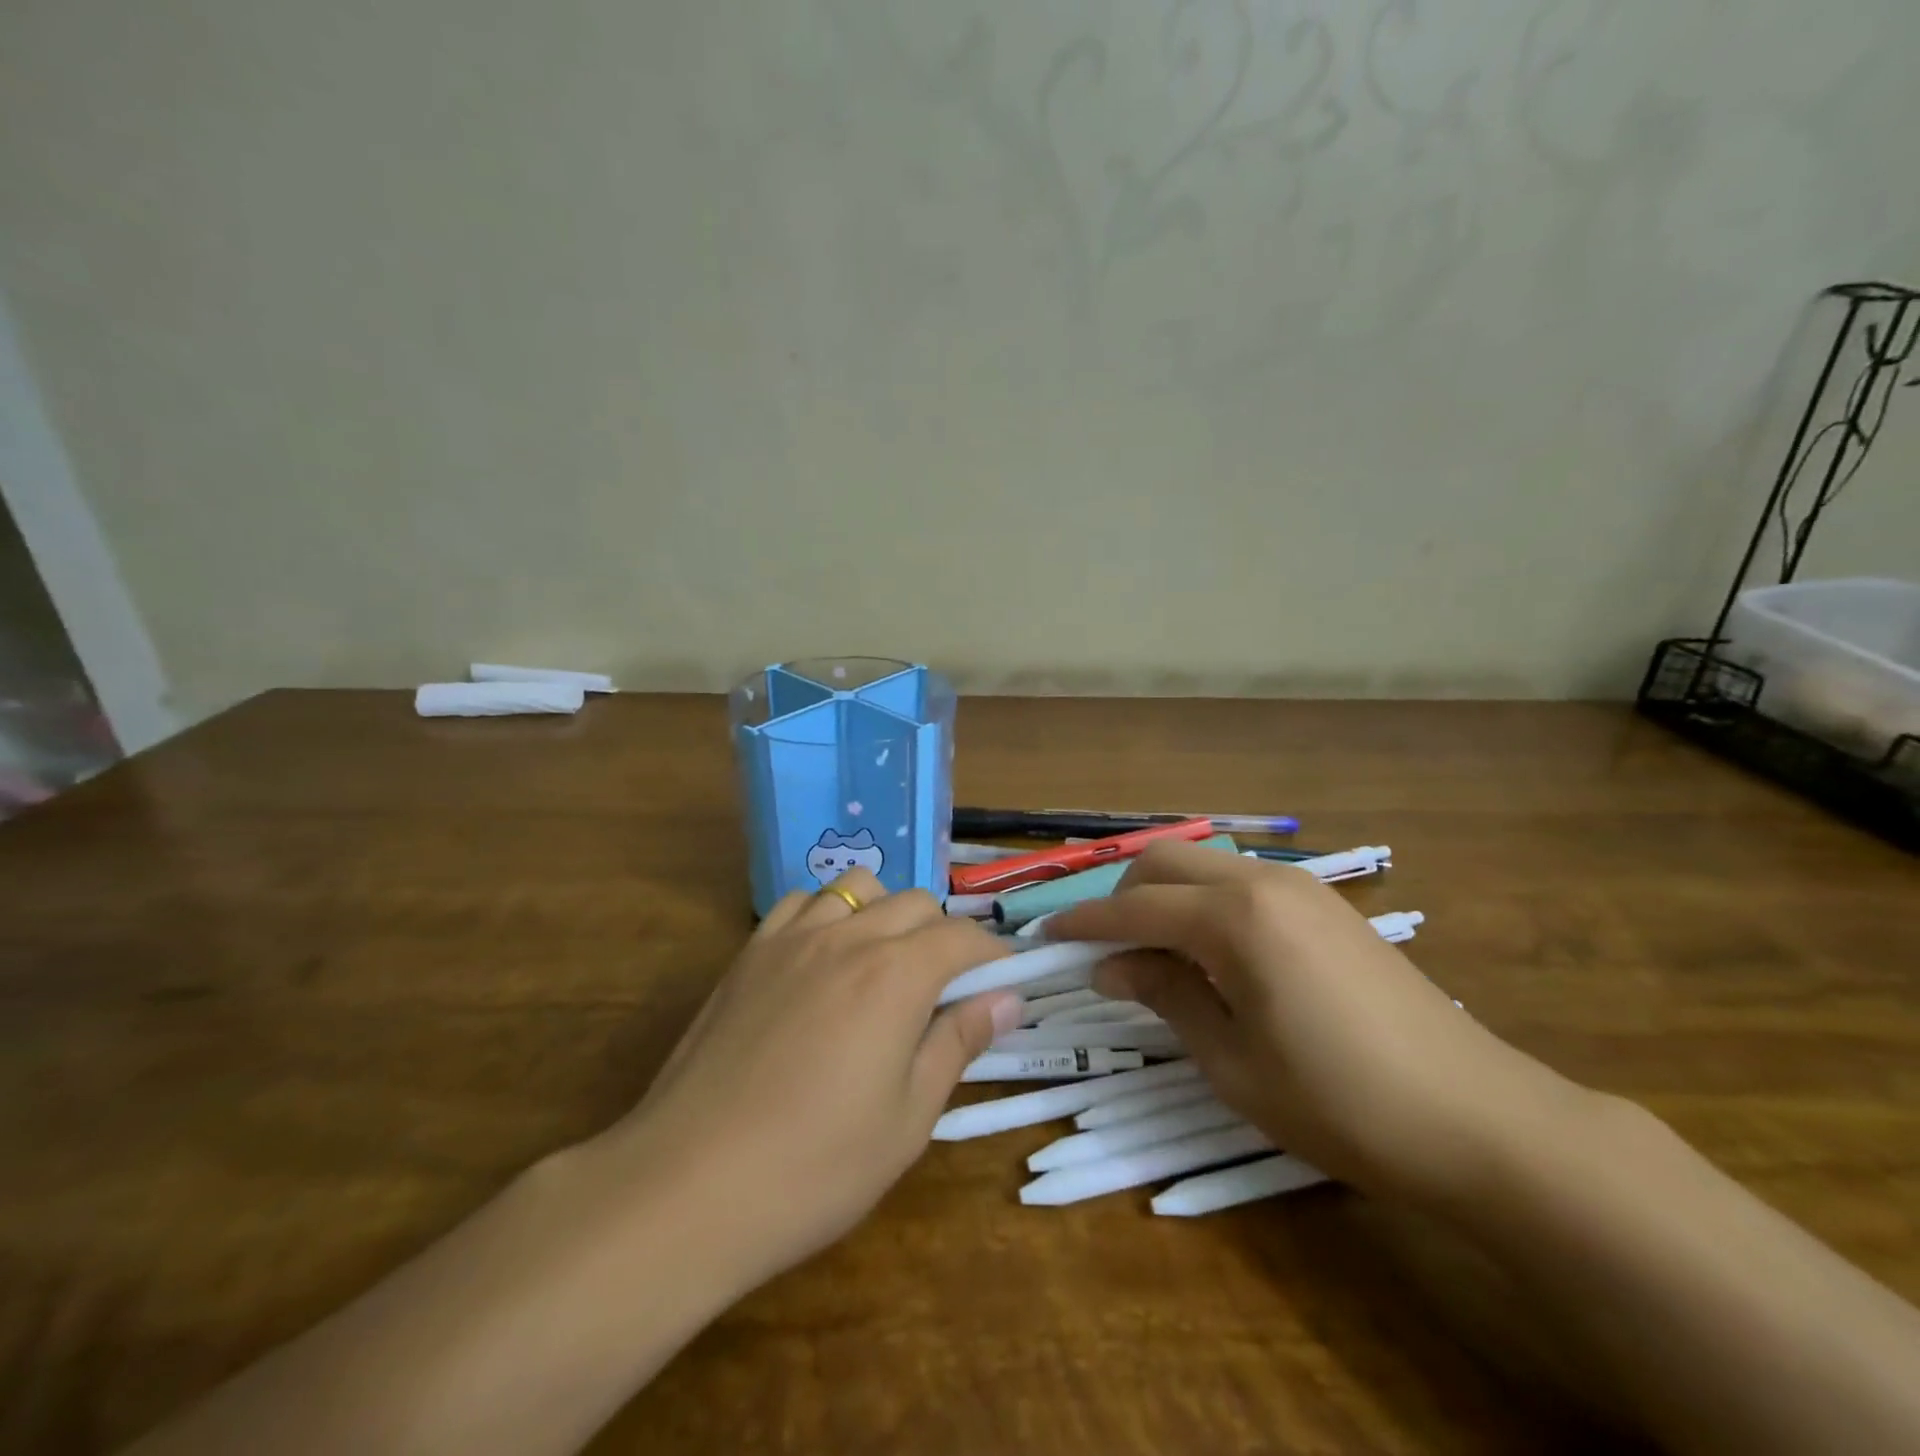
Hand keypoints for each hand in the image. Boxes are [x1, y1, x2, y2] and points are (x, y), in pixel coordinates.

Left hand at [588, 871, 1018, 1291]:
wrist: (688, 1184)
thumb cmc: (814, 1165)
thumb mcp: (908, 1118)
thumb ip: (959, 1043)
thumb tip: (1007, 1000)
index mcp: (896, 974)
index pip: (962, 937)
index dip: (992, 954)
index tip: (1004, 983)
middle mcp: (848, 936)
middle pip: (915, 903)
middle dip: (943, 935)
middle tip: (945, 989)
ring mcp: (792, 938)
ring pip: (858, 888)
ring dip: (886, 913)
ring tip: (884, 964)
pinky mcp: (749, 953)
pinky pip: (802, 903)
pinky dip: (829, 913)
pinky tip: (824, 959)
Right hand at [1046, 842, 1587, 1211]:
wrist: (1478, 1118)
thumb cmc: (1340, 1102)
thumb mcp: (1232, 1062)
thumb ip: (1165, 996)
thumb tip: (1111, 967)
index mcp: (1235, 918)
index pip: (1135, 908)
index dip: (1085, 924)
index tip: (1047, 939)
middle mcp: (1264, 882)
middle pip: (1165, 862)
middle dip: (1122, 897)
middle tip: (1105, 951)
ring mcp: (1301, 888)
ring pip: (1205, 865)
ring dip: (1165, 895)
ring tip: (1154, 954)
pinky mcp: (1327, 905)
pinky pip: (1242, 882)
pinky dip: (1205, 902)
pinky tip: (1210, 952)